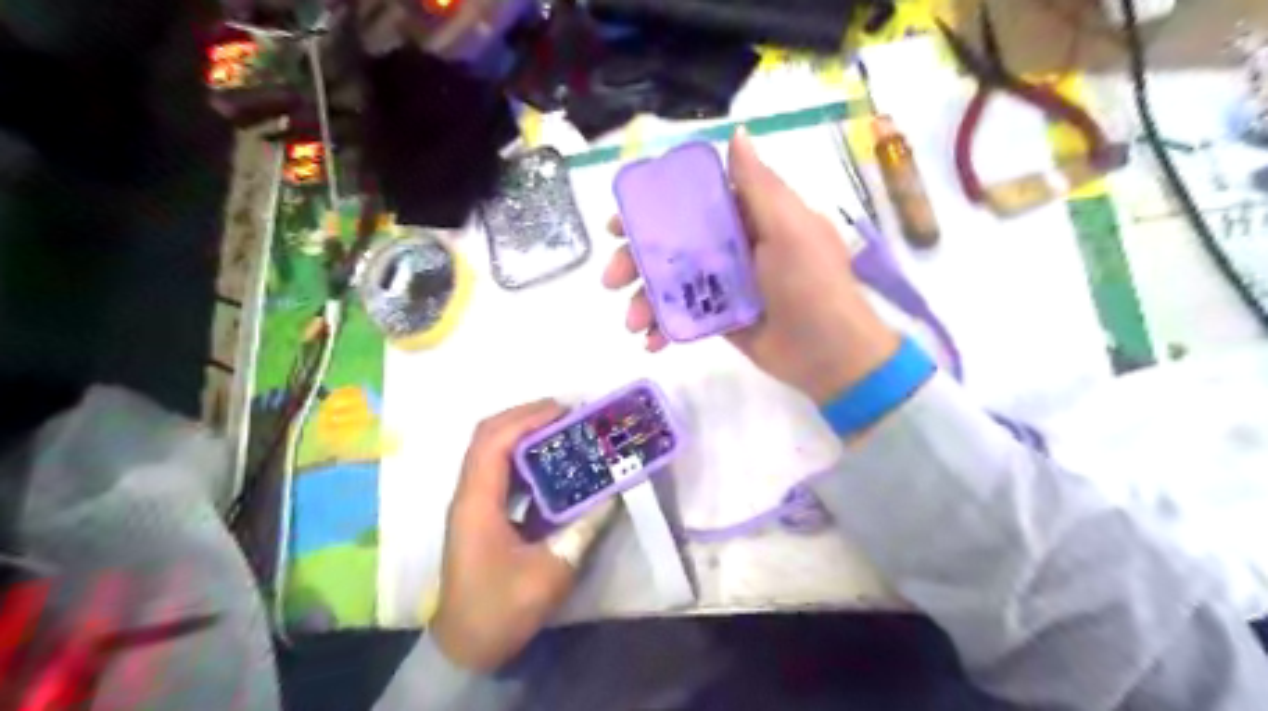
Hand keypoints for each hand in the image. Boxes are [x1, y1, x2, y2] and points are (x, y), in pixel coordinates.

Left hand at [433, 401, 577, 672]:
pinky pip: (499, 468)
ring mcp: (472, 501)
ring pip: (491, 449)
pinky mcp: (481, 512)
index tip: (565, 411)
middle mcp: (469, 493)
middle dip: (526, 416)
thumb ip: (581, 529)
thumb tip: (611, 494)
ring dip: (524, 431)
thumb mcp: (550, 573)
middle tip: (567, 414)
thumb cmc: (501, 609)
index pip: (494, 442)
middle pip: (488, 435)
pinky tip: (552, 462)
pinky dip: (523, 454)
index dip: (527, 418)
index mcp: (478, 502)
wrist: (465, 647)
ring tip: (563, 428)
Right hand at [602, 129, 901, 404]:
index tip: (619, 223)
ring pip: (672, 282)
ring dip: (644, 299)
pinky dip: (663, 327)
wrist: (830, 355)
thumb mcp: (789, 229)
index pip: (690, 203)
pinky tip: (651, 342)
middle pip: (671, 244)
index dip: (651, 209)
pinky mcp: (721, 318)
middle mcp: (732, 246)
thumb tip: (737, 133)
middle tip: (611, 278)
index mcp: (748, 218)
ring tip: (632, 322)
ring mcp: (724, 285)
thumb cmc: (812, 284)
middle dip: (636, 259)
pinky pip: (683, 316)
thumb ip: (759, 187)